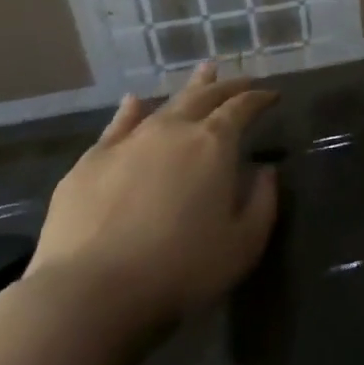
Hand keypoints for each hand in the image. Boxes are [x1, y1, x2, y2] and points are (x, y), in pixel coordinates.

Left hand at [28, 63, 279, 338]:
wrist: (90, 292)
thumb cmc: (181, 269)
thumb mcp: (244, 244)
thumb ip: (263, 202)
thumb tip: (266, 171)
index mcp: (214, 144)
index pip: (243, 108)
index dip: (260, 99)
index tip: (273, 96)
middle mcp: (173, 130)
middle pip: (206, 97)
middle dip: (228, 87)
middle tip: (243, 81)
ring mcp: (128, 142)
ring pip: (165, 104)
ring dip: (189, 88)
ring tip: (204, 73)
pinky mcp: (91, 162)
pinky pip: (118, 125)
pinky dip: (131, 111)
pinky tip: (134, 102)